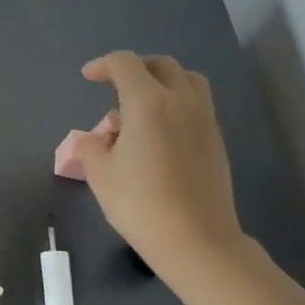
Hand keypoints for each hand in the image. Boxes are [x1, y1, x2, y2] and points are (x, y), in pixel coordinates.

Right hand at [76, 52, 246, 279]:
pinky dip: (175, 103)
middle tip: (114, 86)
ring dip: (161, 81)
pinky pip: (196, 104)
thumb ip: (91, 145)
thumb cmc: (140, 203)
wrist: (196, 240)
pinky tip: (158, 133)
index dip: (103, 65)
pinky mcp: (215, 141)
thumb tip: (96, 137)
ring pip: (187, 80)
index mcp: (148, 102)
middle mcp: (181, 101)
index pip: (125, 64)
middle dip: (134, 68)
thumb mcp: (99, 173)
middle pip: (161, 64)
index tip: (88, 77)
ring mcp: (204, 120)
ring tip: (141, 106)